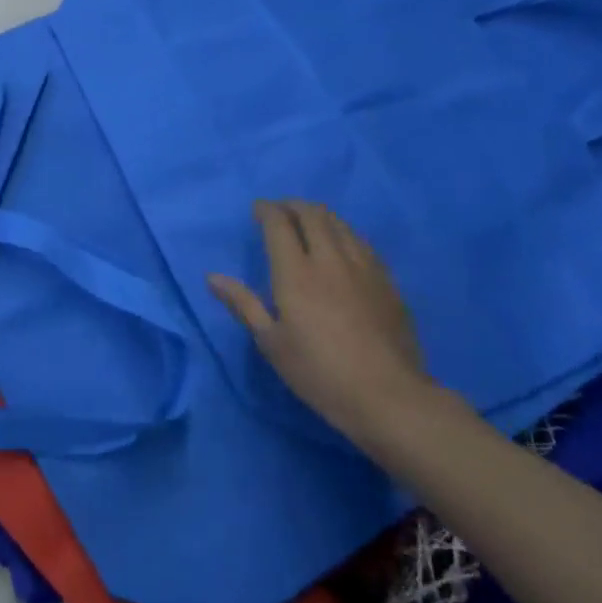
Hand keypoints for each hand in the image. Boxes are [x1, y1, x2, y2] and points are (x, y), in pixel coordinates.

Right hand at [209, 201, 433, 447]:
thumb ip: (244, 304)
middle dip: (293, 206)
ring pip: (340, 224)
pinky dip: (344, 233)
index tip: (257, 209)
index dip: (266, 210)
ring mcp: (363, 268)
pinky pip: (362, 243)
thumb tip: (213, 277)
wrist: (389, 397)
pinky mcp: (386, 282)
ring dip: (320, 216)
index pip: (279, 224)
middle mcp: (330, 260)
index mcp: (296, 273)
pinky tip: (342, 245)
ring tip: (309, 222)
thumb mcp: (272, 343)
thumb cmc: (319, 372)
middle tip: (280, 211)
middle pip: (313, 215)